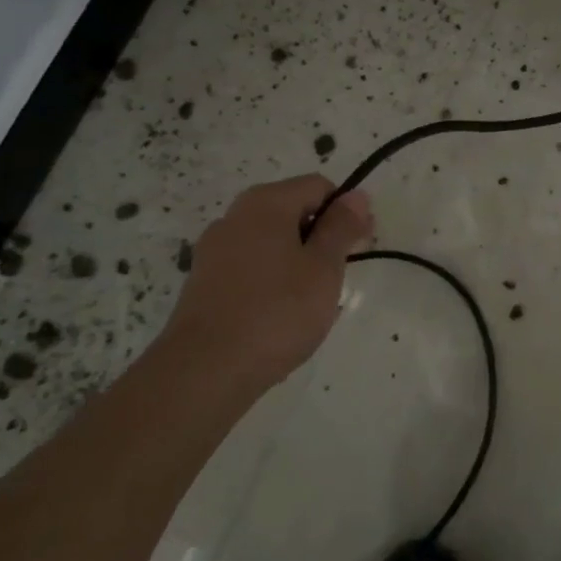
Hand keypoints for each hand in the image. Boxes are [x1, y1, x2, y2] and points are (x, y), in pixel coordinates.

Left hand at [161, 175, 373, 387]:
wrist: (203, 373)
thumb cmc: (276, 312)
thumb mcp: (324, 268)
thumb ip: (342, 227)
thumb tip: (356, 195)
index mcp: (266, 203)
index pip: (318, 187)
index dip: (345, 212)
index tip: (359, 246)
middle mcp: (234, 217)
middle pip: (292, 212)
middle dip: (320, 238)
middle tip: (338, 276)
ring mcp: (213, 251)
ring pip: (271, 243)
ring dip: (297, 262)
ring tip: (310, 303)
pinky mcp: (202, 284)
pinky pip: (249, 269)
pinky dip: (270, 282)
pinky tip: (278, 318)